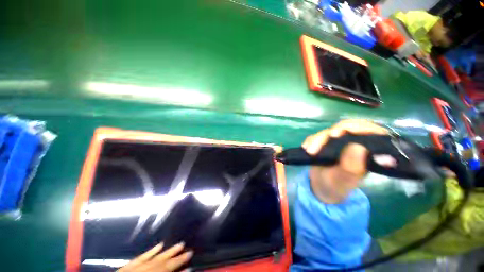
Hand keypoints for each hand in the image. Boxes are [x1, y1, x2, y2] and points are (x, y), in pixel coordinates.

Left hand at [118, 242, 192, 271]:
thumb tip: (184, 271)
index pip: (168, 268)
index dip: (180, 262)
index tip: (190, 254)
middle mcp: (144, 270)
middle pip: (163, 262)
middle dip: (176, 256)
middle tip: (188, 248)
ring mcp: (135, 268)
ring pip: (154, 257)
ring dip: (167, 251)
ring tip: (179, 244)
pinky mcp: (127, 266)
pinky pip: (140, 257)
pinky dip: (150, 251)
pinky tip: (159, 245)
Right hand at [302, 119, 387, 202]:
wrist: (321, 187)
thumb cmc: (336, 186)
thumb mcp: (343, 180)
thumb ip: (351, 167)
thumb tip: (358, 147)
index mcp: (368, 152)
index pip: (371, 131)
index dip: (357, 127)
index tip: (338, 134)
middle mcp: (355, 143)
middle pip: (347, 127)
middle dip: (330, 134)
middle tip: (319, 142)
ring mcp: (339, 141)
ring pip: (330, 131)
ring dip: (317, 139)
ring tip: (309, 151)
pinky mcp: (326, 141)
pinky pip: (318, 135)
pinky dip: (311, 140)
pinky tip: (305, 148)